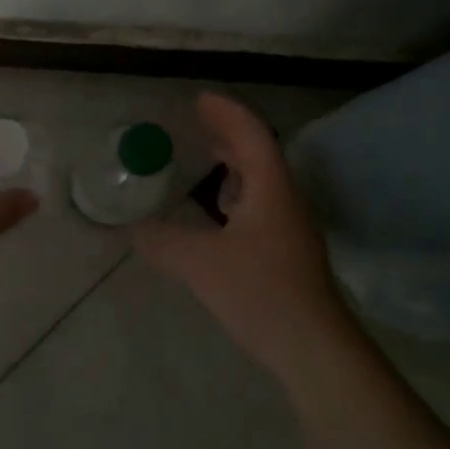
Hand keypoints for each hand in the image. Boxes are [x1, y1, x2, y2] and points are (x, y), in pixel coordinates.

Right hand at [133, 93, 352, 380]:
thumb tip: (135, 229)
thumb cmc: (261, 293)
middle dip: (230, 132)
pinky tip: (221, 211)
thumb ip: (164, 242)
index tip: (199, 99)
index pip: (251, 135)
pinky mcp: (287, 252)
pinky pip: (261, 204)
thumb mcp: (202, 264)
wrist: (315, 348)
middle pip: (260, 153)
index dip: (226, 113)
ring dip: (236, 161)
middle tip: (199, 120)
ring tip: (210, 155)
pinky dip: (238, 192)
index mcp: (270, 189)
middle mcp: (284, 200)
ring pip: (262, 180)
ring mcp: (290, 227)